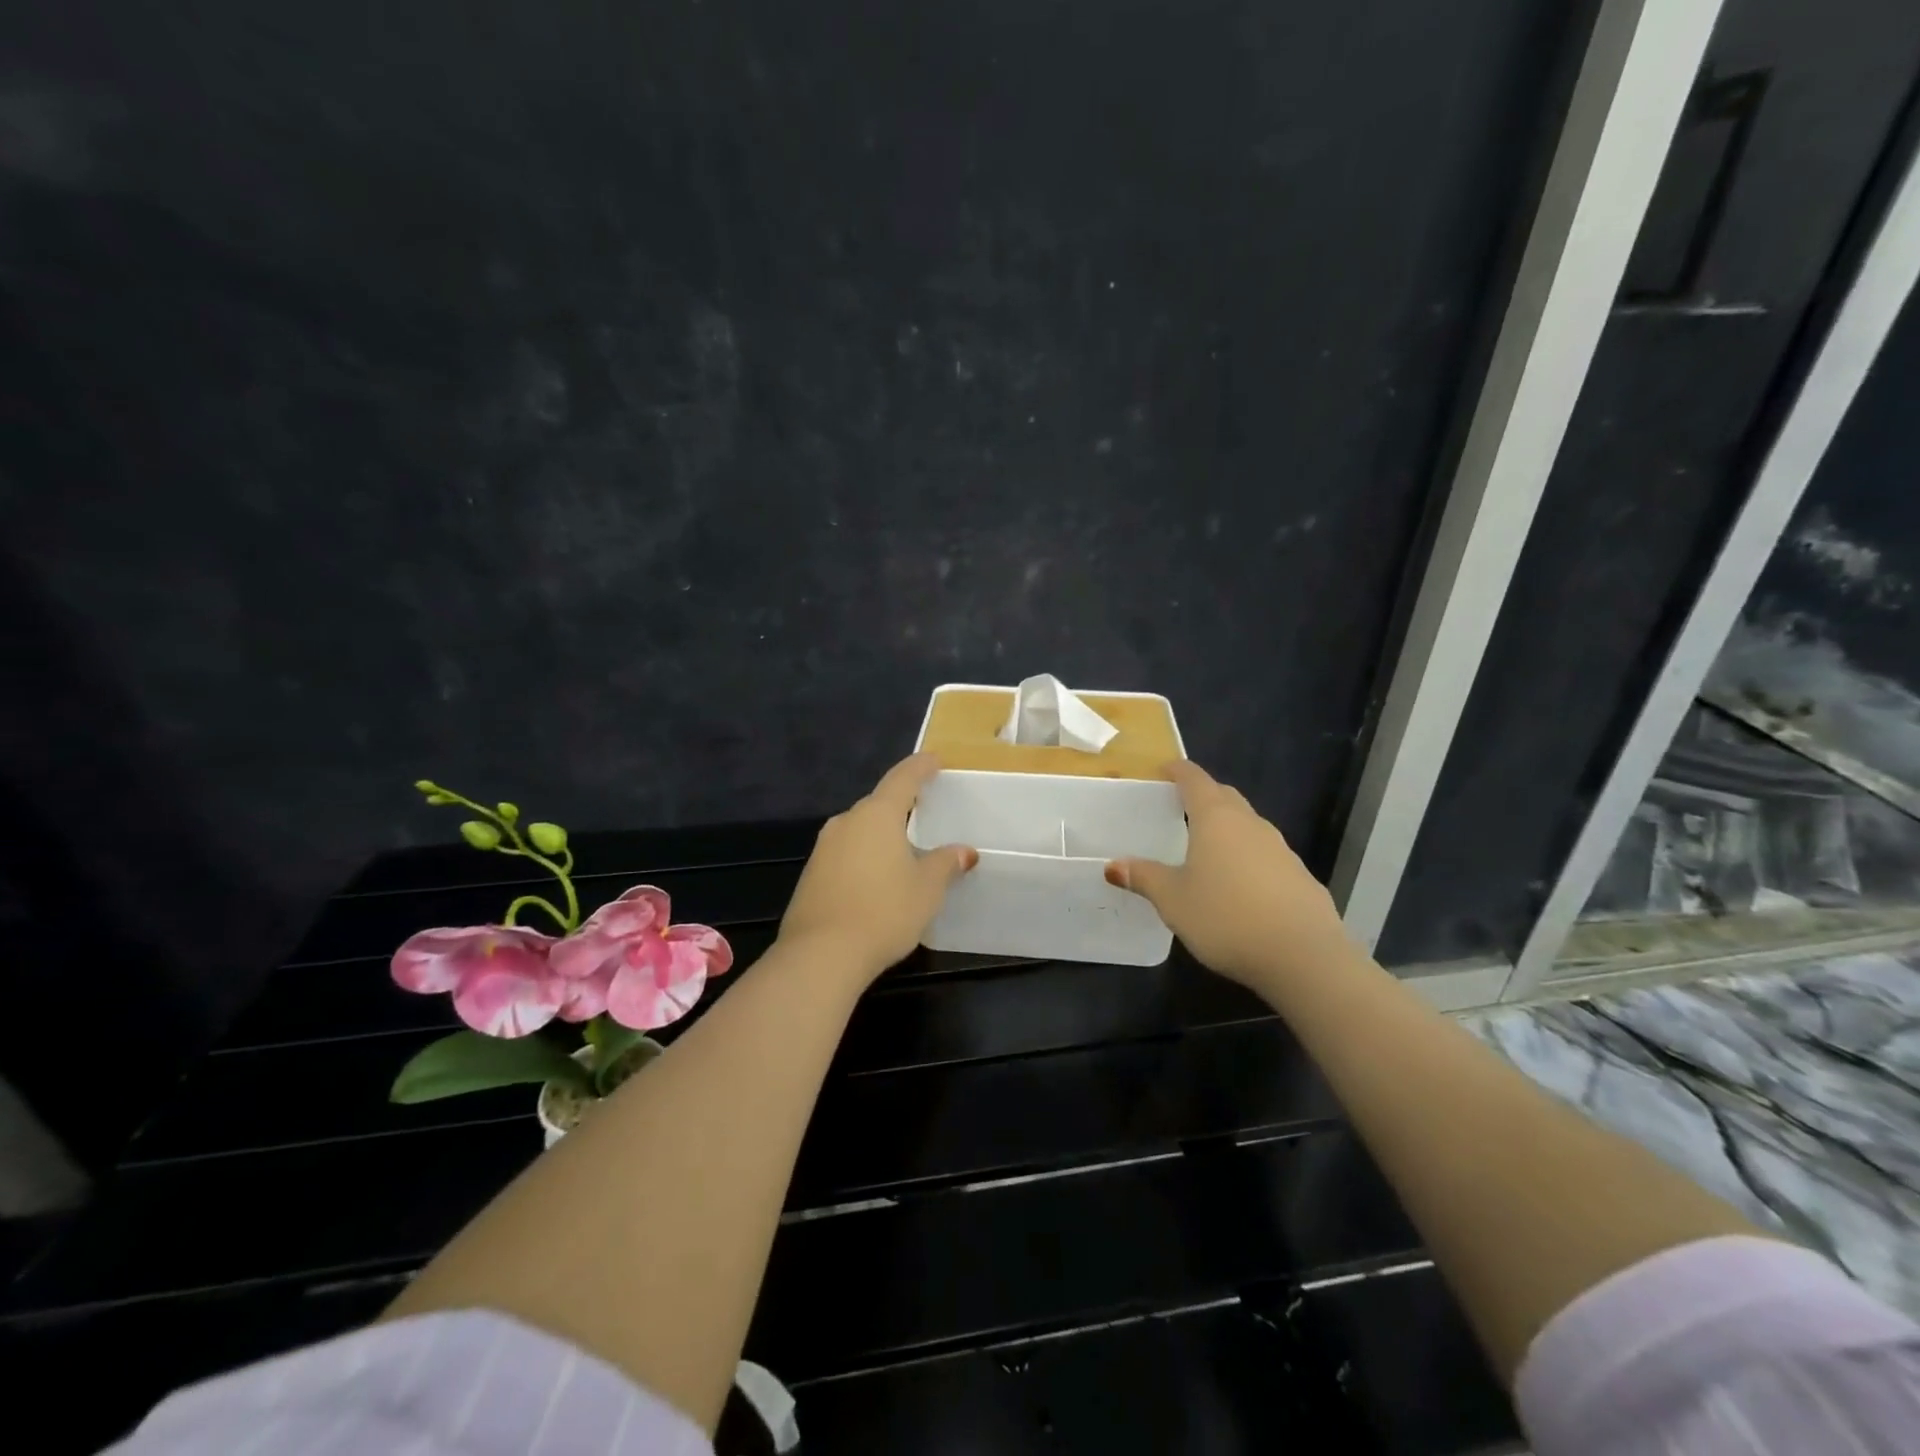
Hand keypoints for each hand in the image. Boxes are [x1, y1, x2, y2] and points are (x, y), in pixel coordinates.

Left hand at [778, 754, 977, 984]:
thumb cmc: (884, 911)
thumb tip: (964, 851)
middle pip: (878, 804)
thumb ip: (945, 864)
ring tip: (903, 850)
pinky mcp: (811, 874)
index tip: (934, 760)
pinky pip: (845, 854)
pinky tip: (876, 879)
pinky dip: (864, 857)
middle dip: (901, 806)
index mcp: (877, 815)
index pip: (902, 778)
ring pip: (859, 830)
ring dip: (881, 835)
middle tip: (924, 813)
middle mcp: (846, 822)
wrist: (820, 955)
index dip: (920, 767)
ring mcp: (824, 848)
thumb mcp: (926, 889)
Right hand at [1105, 760, 1349, 990]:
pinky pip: (1266, 854)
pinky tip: (1239, 885)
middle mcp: (1250, 824)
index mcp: (1216, 819)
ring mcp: (1281, 849)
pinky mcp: (1300, 877)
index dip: (1178, 771)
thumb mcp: (1173, 901)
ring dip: (1228, 827)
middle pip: (1225, 797)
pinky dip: (1247, 857)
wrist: (1304, 957)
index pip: (1195, 780)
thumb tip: (1114, 865)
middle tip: (1180, 807)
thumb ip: (1144, 878)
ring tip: (1207, 848)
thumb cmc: (1226, 918)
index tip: (1164, 769)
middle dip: (1204, 795)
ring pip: (1248, 825)